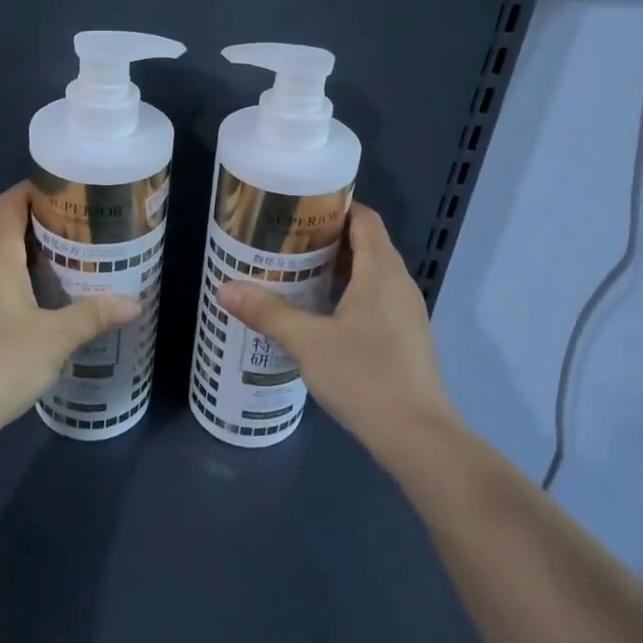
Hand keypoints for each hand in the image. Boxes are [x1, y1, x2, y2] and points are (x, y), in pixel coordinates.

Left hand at [0, 183, 140, 448]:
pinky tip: (38, 290)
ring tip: (65, 250)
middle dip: (36, 215)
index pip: (10, 202)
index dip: (39, 189)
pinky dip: (13, 267)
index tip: (74, 191)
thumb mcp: (55, 339)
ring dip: (24, 243)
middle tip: (78, 221)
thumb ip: (94, 315)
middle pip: (1, 221)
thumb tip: (135, 303)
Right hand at [216, 203, 459, 456]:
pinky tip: (318, 313)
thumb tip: (225, 288)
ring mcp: (406, 313)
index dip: (335, 206)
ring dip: (336, 268)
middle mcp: (399, 284)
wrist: (417, 437)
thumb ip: (267, 313)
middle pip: (366, 244)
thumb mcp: (308, 343)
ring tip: (294, 272)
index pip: (364, 219)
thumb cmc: (364, 376)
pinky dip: (348, 293)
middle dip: (327, 238)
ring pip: (371, 274)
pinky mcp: (404, 338)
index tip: (298, 208)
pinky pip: (375, 299)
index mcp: (381, 271)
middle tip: (284, 241)